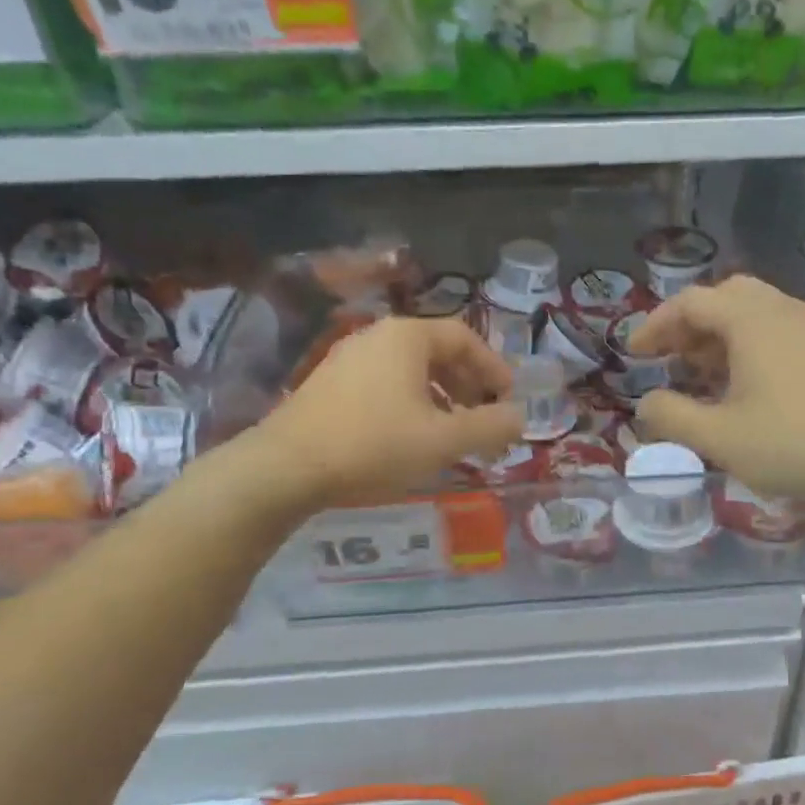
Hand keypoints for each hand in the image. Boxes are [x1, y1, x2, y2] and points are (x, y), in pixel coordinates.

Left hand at [244, 316, 522, 509]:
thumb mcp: (444, 440)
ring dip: (440, 397)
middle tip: (482, 418)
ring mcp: (347, 358)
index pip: (465, 337)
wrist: (285, 468)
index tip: (508, 399)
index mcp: (407, 337)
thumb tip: (519, 417)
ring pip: (409, 370)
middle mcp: (376, 336)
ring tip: (450, 433)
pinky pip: (384, 384)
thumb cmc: (374, 445)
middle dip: (467, 385)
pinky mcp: (327, 385)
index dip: (493, 368)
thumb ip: (490, 426)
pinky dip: (410, 403)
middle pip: (437, 352)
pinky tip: (409, 438)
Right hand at [630, 277, 804, 503]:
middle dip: (688, 326)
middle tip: (669, 358)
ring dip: (718, 337)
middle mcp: (780, 310)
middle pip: (723, 298)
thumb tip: (645, 405)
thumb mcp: (721, 437)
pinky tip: (743, 387)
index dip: (655, 325)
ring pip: (752, 314)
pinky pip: (775, 331)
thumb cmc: (797, 442)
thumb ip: (672, 417)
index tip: (634, 354)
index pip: (689, 303)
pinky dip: (746, 346)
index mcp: (750, 319)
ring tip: (700, 375)